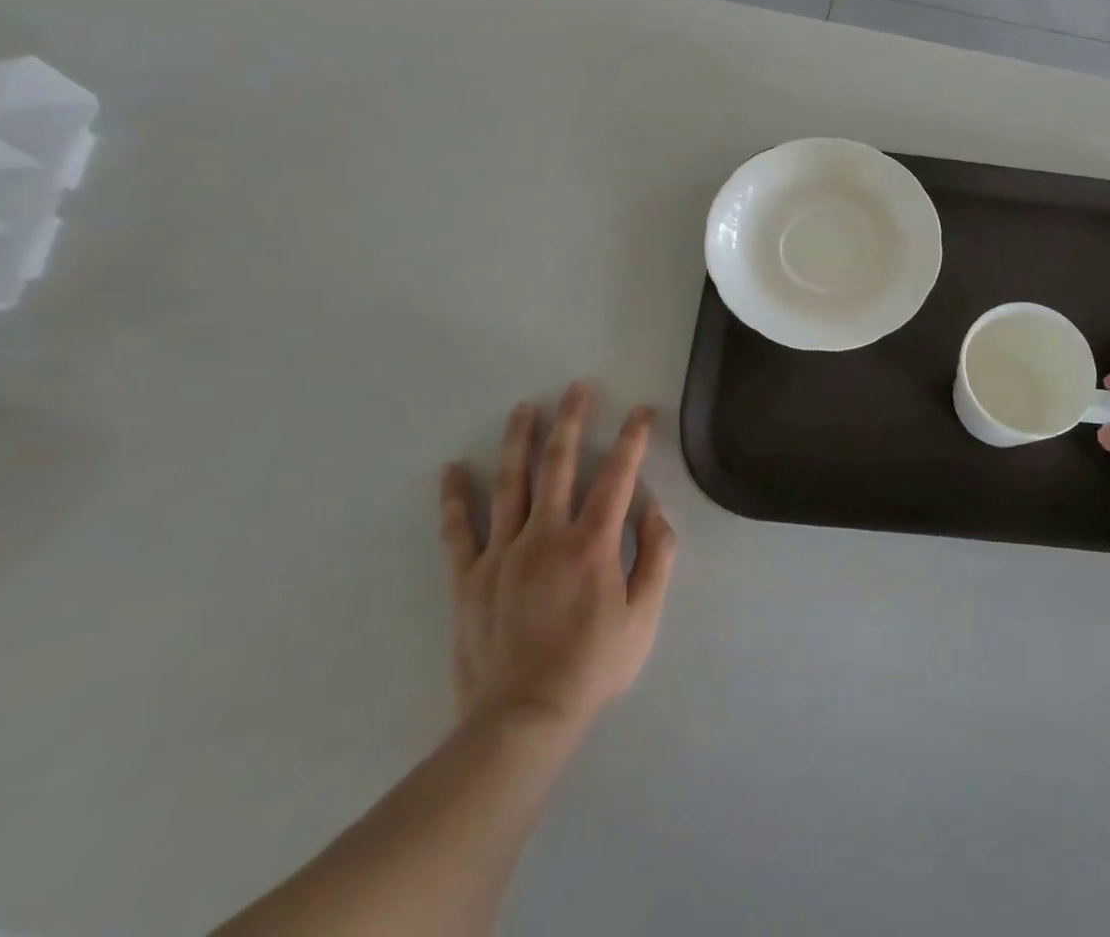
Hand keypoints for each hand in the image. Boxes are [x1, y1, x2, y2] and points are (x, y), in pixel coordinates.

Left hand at [439, 384, 676, 756]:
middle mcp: (546, 536)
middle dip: (571, 420)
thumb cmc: (592, 667)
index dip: (632, 438)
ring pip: (511, 483)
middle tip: (578, 388)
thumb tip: (654, 510)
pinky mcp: (469, 578)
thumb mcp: (644, 616)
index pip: (617, 476)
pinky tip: (453, 469)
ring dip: (519, 440)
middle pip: (559, 464)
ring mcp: (503, 554)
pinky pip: (459, 531)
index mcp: (592, 544)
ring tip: (525, 407)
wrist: (522, 721)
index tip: (642, 412)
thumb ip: (656, 557)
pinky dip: (455, 498)